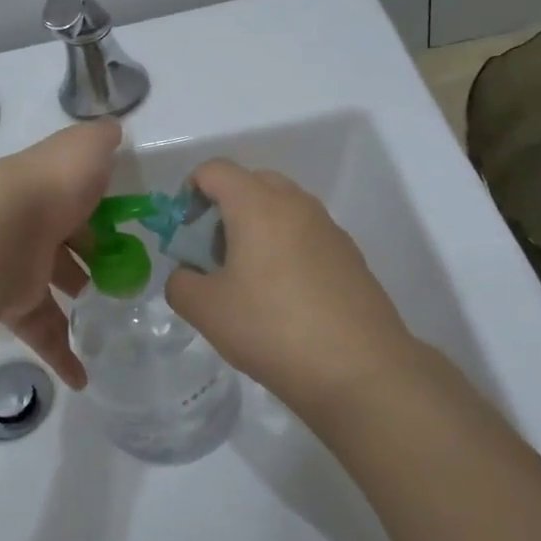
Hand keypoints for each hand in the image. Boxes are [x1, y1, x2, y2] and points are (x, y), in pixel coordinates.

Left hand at [0, 120, 119, 387]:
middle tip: (115, 277)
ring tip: (103, 321)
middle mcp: (21, 226)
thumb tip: (113, 129)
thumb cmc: (47, 189)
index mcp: (39, 190)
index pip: (69, 199)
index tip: (122, 230)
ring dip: (73, 304)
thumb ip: (99, 140)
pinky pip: (38, 333)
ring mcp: (10, 267)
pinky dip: (60, 355)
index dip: (96, 213)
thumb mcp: (82, 151)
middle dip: (84, 260)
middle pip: (57, 246)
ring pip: (46, 290)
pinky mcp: (6, 306)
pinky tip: (82, 379)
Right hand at [164, 160, 423, 423]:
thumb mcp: (206, 310)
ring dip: (256, 229)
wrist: (360, 370)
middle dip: (224, 210)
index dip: (189, 194)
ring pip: (281, 209)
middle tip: (214, 256)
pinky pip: (306, 235)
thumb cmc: (272, 329)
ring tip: (249, 281)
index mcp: (257, 205)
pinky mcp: (349, 255)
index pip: (214, 170)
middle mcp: (296, 204)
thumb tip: (189, 275)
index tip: (186, 235)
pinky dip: (286, 249)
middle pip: (250, 183)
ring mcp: (328, 228)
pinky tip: (285, 298)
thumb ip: (180, 283)